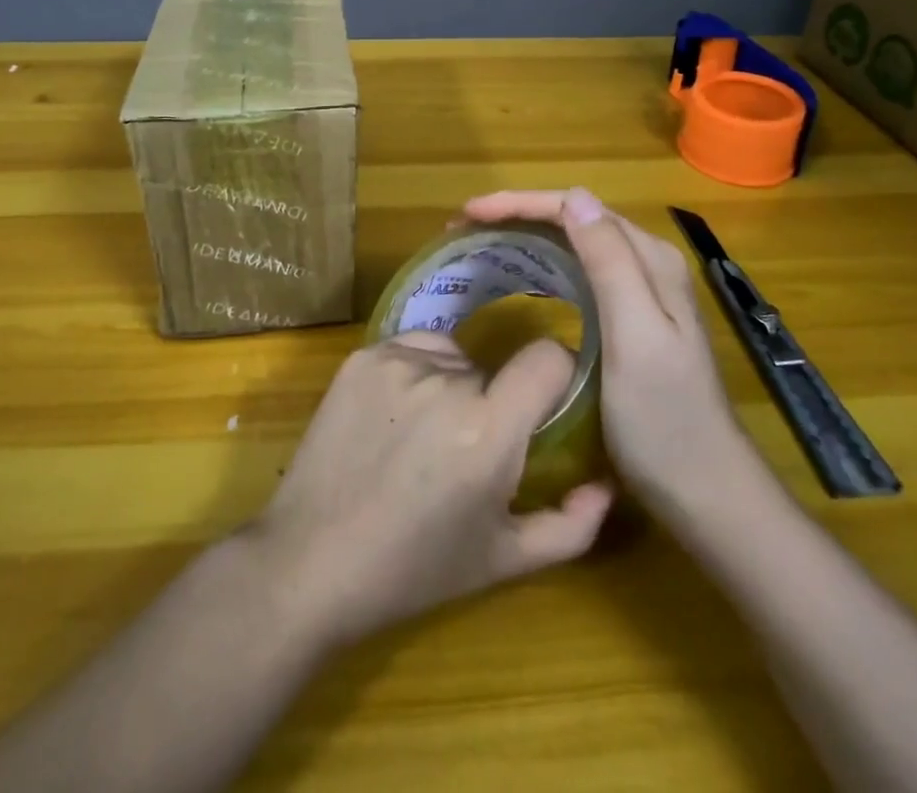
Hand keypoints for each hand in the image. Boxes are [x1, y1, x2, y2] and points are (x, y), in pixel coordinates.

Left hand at [245, 332, 614, 647]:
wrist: (310, 561)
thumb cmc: (414, 568)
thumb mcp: (504, 560)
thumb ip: (571, 525)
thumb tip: (606, 484)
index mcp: (487, 430)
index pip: (548, 357)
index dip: (555, 376)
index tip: (545, 404)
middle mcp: (446, 381)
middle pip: (494, 370)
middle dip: (492, 403)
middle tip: (464, 451)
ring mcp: (397, 361)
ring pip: (453, 357)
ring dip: (452, 385)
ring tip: (421, 438)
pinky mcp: (362, 356)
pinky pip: (412, 348)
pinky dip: (415, 373)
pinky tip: (392, 418)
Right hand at [464, 188, 761, 524]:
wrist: (705, 492)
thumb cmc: (664, 419)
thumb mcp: (636, 338)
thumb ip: (610, 264)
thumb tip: (575, 197)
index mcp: (649, 259)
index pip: (575, 207)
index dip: (519, 204)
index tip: (468, 214)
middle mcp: (646, 263)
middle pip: (573, 219)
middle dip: (516, 215)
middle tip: (462, 230)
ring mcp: (640, 291)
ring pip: (574, 243)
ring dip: (526, 235)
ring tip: (480, 244)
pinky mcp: (629, 318)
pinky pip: (578, 271)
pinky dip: (543, 263)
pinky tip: (521, 277)